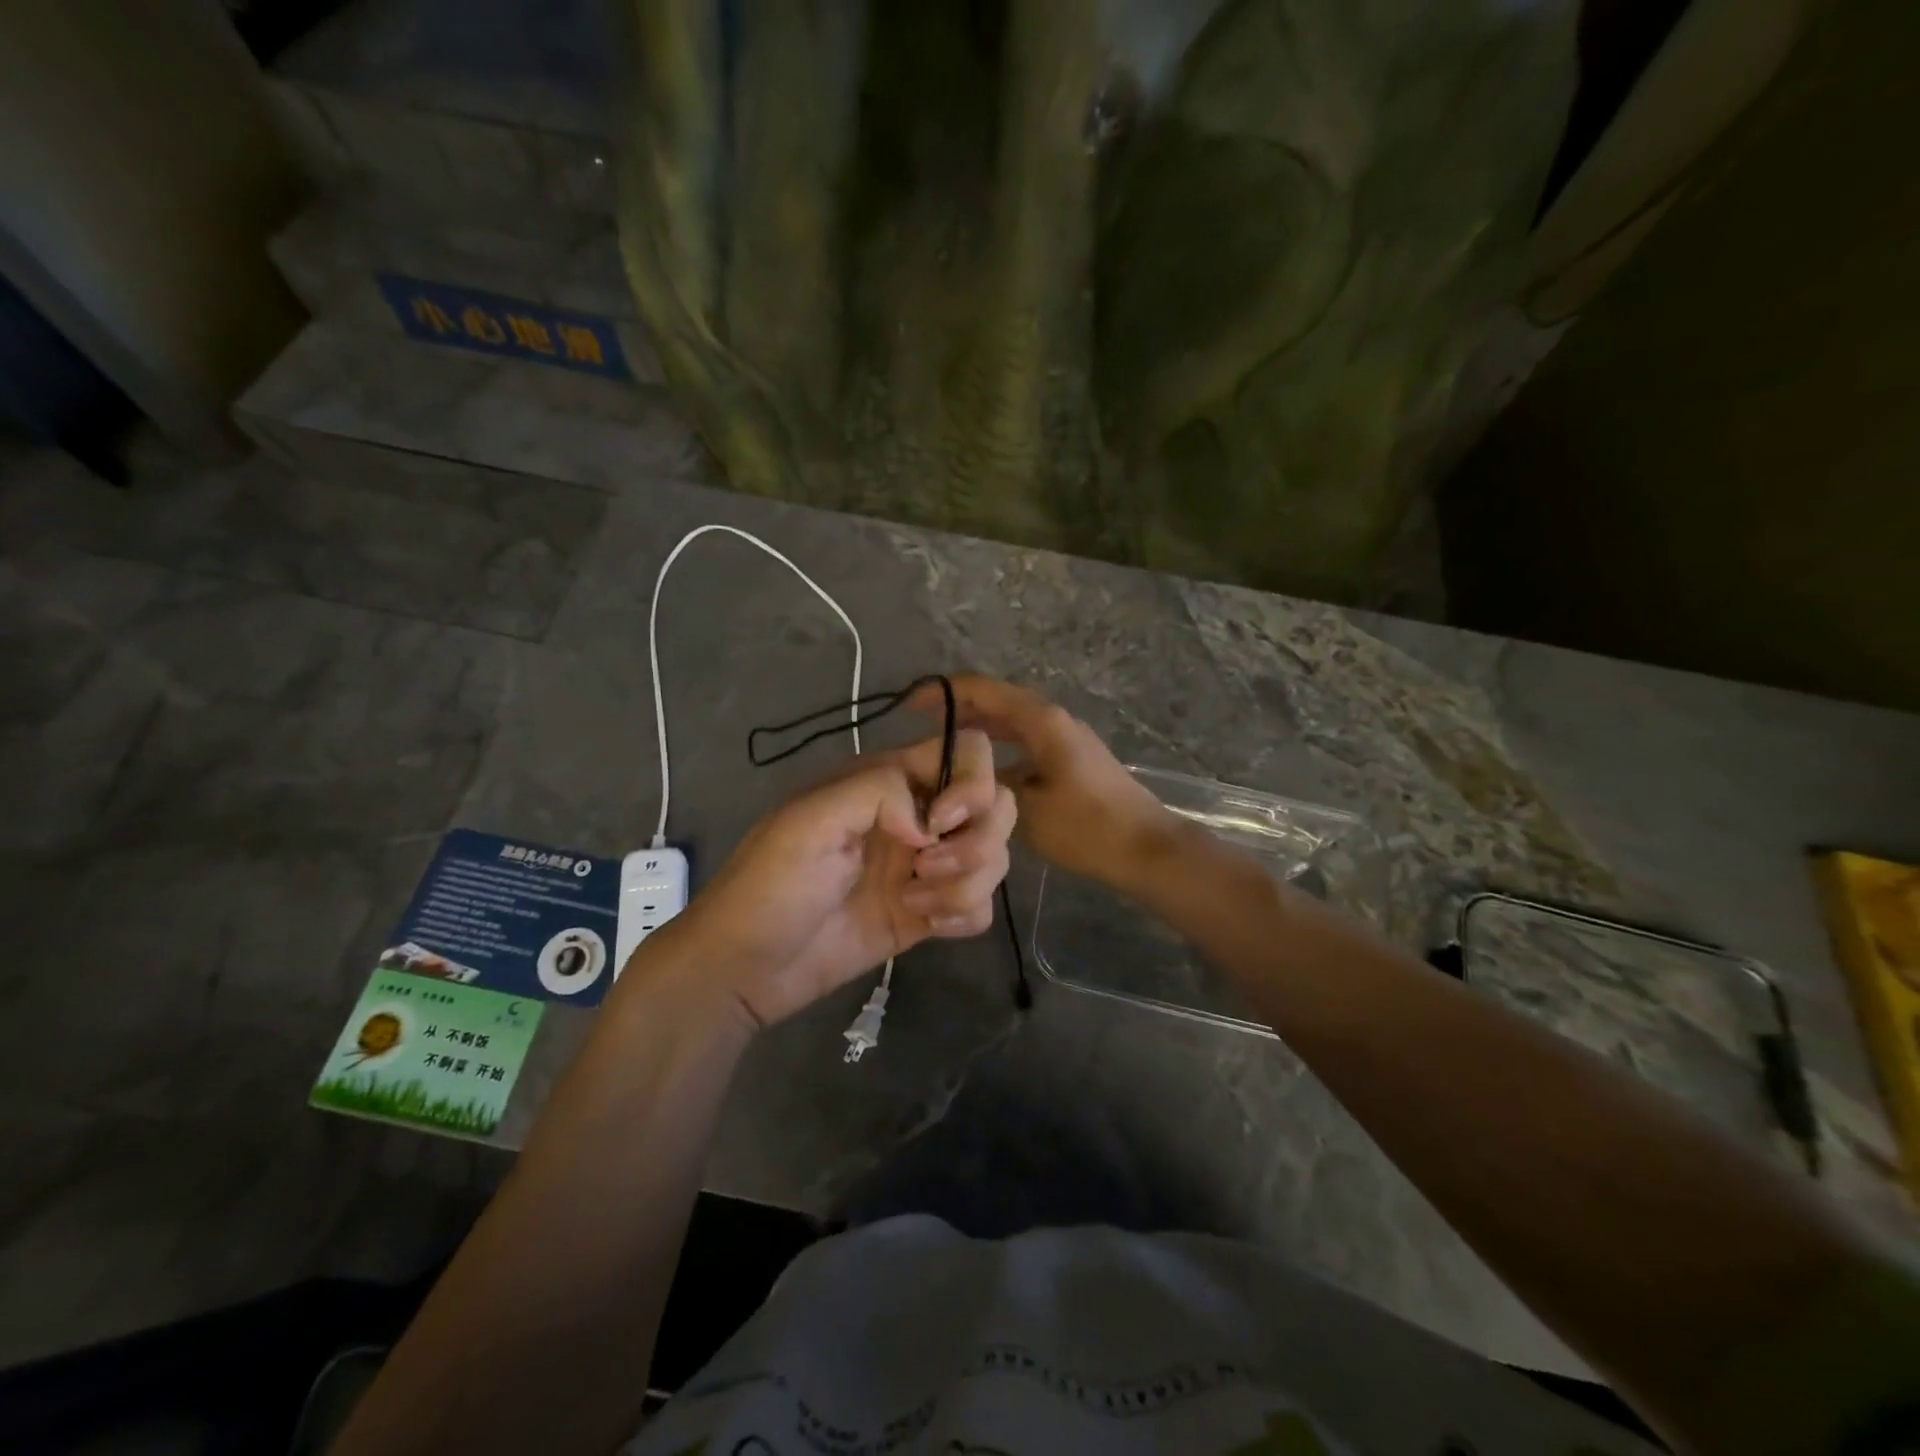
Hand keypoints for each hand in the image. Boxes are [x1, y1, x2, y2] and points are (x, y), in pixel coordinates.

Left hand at [646, 729, 1015, 1028]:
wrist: (746, 969)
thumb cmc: (769, 887)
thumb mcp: (809, 821)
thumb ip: (877, 792)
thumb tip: (933, 823)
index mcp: (888, 782)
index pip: (965, 751)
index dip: (971, 783)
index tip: (938, 824)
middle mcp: (918, 818)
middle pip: (995, 806)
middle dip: (976, 842)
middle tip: (924, 869)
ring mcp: (926, 867)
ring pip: (993, 857)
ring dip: (966, 883)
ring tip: (915, 904)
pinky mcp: (929, 914)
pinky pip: (981, 904)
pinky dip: (965, 913)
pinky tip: (926, 925)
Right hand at [928, 675, 1174, 892]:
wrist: (1145, 850)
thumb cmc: (1086, 826)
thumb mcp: (1025, 806)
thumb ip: (986, 785)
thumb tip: (955, 779)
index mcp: (1040, 720)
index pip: (983, 689)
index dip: (943, 692)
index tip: (909, 705)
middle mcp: (1052, 720)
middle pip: (996, 702)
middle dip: (957, 709)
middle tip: (918, 727)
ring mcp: (1065, 740)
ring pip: (1010, 725)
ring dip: (977, 730)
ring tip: (941, 747)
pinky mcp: (1071, 762)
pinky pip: (1024, 744)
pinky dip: (998, 750)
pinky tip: (979, 773)